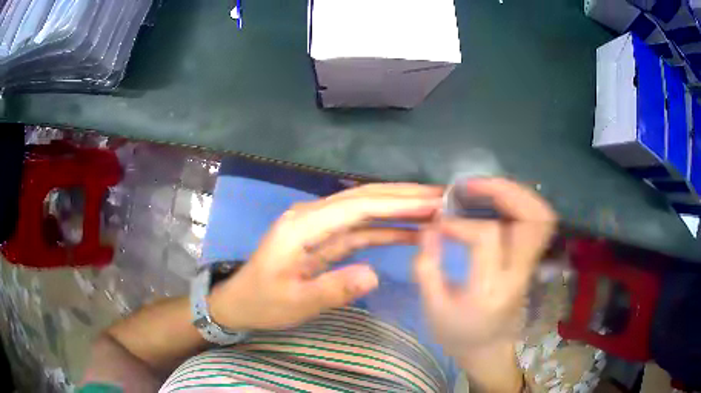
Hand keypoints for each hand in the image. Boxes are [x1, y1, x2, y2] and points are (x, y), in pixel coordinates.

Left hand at [211, 183, 442, 330]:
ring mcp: (319, 225)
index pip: (358, 206)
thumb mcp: (294, 303)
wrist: (240, 302)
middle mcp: (312, 216)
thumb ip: (332, 289)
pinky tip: (410, 232)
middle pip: (364, 198)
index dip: (397, 202)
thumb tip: (374, 274)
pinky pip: (361, 229)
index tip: (432, 202)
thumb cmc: (262, 303)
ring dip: (399, 208)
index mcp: (302, 225)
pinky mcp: (325, 238)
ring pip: (365, 210)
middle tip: (442, 196)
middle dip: (404, 195)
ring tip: (434, 209)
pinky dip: (387, 229)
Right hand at [413, 178, 555, 390]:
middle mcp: (519, 274)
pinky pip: (536, 223)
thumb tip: (430, 227)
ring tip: (486, 187)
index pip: (487, 237)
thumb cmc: (458, 332)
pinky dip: (521, 204)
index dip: (460, 222)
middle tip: (473, 185)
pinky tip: (498, 202)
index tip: (438, 224)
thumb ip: (427, 267)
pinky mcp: (530, 261)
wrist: (487, 348)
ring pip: (541, 218)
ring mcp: (530, 266)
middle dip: (504, 192)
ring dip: (517, 194)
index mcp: (492, 289)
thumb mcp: (433, 308)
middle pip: (532, 220)